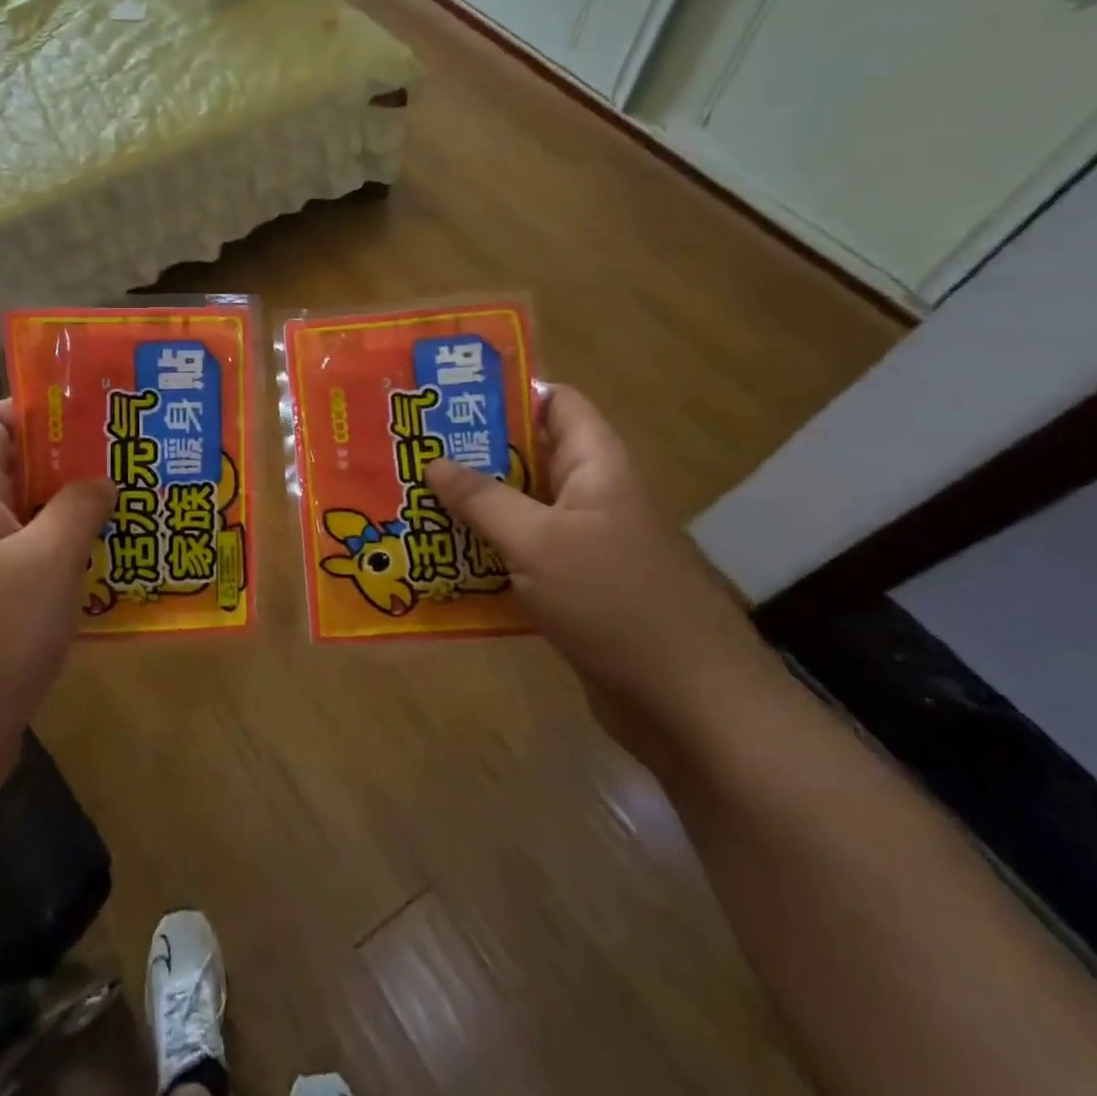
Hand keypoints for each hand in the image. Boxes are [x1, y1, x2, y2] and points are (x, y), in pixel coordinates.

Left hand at [0, 401, 114, 814]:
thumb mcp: (46, 562)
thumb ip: (78, 508)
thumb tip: (101, 479)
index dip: (33, 406)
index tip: (90, 408)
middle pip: (14, 472)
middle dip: (69, 461)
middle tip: (127, 456)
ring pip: (27, 523)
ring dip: (73, 513)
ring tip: (129, 506)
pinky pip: (29, 567)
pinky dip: (65, 559)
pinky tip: (108, 569)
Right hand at [425, 387, 773, 754]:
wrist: (686, 703)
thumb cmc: (613, 601)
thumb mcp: (538, 541)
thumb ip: (483, 499)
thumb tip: (434, 462)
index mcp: (595, 465)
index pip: (555, 402)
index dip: (507, 392)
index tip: (447, 395)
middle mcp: (589, 495)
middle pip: (527, 456)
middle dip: (470, 453)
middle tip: (410, 450)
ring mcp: (581, 544)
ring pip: (518, 509)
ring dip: (471, 507)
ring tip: (410, 499)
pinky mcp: (571, 588)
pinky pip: (519, 555)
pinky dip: (484, 553)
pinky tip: (437, 559)